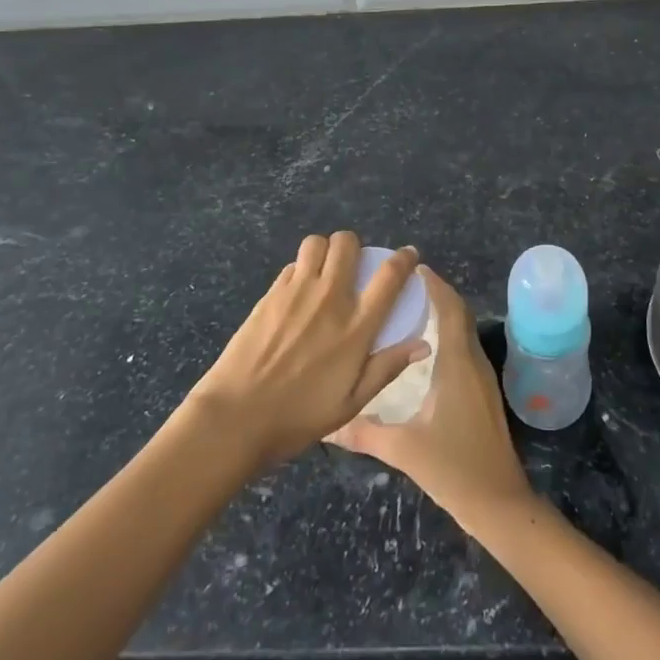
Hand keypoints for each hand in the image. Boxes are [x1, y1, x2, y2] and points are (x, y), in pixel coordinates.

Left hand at [186, 233, 429, 467]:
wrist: (236, 416)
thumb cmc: (299, 416)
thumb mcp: (351, 403)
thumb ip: (386, 368)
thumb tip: (423, 345)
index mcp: (356, 326)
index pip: (389, 276)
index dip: (404, 259)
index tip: (408, 256)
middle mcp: (329, 298)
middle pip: (347, 243)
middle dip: (355, 247)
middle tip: (354, 267)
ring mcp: (296, 291)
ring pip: (316, 243)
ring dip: (325, 251)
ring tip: (324, 271)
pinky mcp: (270, 294)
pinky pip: (291, 265)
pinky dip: (300, 270)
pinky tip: (298, 293)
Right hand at [327, 267, 532, 527]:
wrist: (499, 503)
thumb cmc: (454, 469)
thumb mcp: (404, 450)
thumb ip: (364, 433)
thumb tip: (326, 426)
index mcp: (457, 364)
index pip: (449, 309)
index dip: (435, 284)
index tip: (413, 267)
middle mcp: (473, 362)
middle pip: (459, 314)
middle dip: (437, 293)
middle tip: (404, 284)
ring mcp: (482, 377)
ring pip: (463, 330)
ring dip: (443, 312)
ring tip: (410, 306)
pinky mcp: (483, 392)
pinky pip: (465, 347)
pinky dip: (448, 333)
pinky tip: (426, 346)